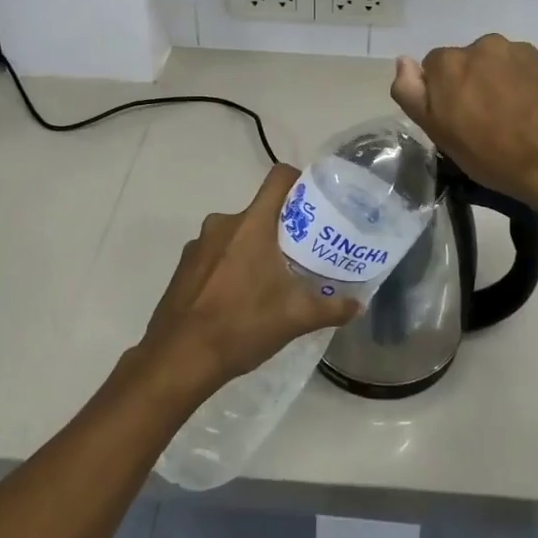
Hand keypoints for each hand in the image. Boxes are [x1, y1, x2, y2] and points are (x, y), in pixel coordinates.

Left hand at [140, 165, 360, 396]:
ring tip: (271, 280)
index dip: (300, 182)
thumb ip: (331, 308)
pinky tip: (238, 298)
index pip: (279, 178)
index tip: (315, 205)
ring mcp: (199, 244)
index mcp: (252, 223)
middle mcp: (223, 223)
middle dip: (281, 227)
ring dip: (254, 248)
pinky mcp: (184, 266)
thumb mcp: (295, 319)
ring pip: (237, 233)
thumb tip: (359, 305)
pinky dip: (230, 265)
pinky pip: (216, 253)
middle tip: (301, 253)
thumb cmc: (241, 326)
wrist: (178, 359)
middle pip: (260, 210)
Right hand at [391, 35, 537, 217]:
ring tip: (509, 115)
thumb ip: (412, 93)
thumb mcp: (438, 133)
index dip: (442, 96)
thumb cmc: (490, 155)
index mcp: (448, 63)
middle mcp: (479, 45)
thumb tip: (403, 61)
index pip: (433, 70)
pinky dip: (520, 81)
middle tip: (483, 121)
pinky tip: (529, 109)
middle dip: (468, 84)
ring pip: (493, 63)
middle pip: (464, 62)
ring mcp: (515, 50)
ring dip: (494, 80)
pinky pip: (519, 67)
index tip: (456, 121)